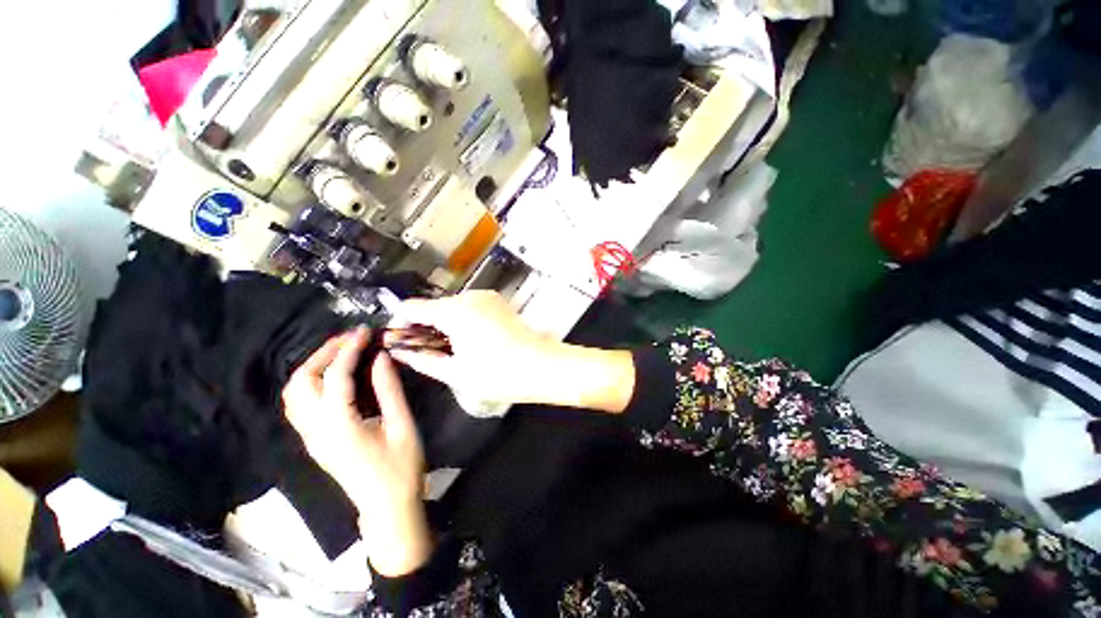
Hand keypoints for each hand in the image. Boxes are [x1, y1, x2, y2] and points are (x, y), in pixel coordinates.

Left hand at [283, 328, 432, 576]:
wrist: (386, 507)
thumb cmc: (401, 467)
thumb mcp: (402, 425)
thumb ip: (389, 389)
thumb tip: (381, 357)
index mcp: (339, 426)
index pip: (335, 377)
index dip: (349, 349)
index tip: (365, 330)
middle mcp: (315, 430)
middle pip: (302, 382)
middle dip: (324, 354)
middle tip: (351, 339)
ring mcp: (311, 438)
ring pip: (294, 394)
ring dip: (314, 367)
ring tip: (342, 352)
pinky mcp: (315, 441)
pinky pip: (300, 404)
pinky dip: (312, 382)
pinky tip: (334, 376)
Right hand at [387, 291, 557, 404]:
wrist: (540, 366)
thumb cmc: (497, 373)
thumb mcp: (455, 372)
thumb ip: (422, 360)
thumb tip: (400, 353)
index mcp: (454, 311)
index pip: (412, 307)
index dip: (400, 323)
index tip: (399, 341)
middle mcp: (469, 297)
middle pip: (434, 306)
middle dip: (424, 327)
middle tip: (426, 353)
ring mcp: (486, 297)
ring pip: (453, 307)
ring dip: (445, 324)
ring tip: (452, 350)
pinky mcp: (498, 302)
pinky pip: (470, 307)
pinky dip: (463, 320)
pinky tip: (471, 340)